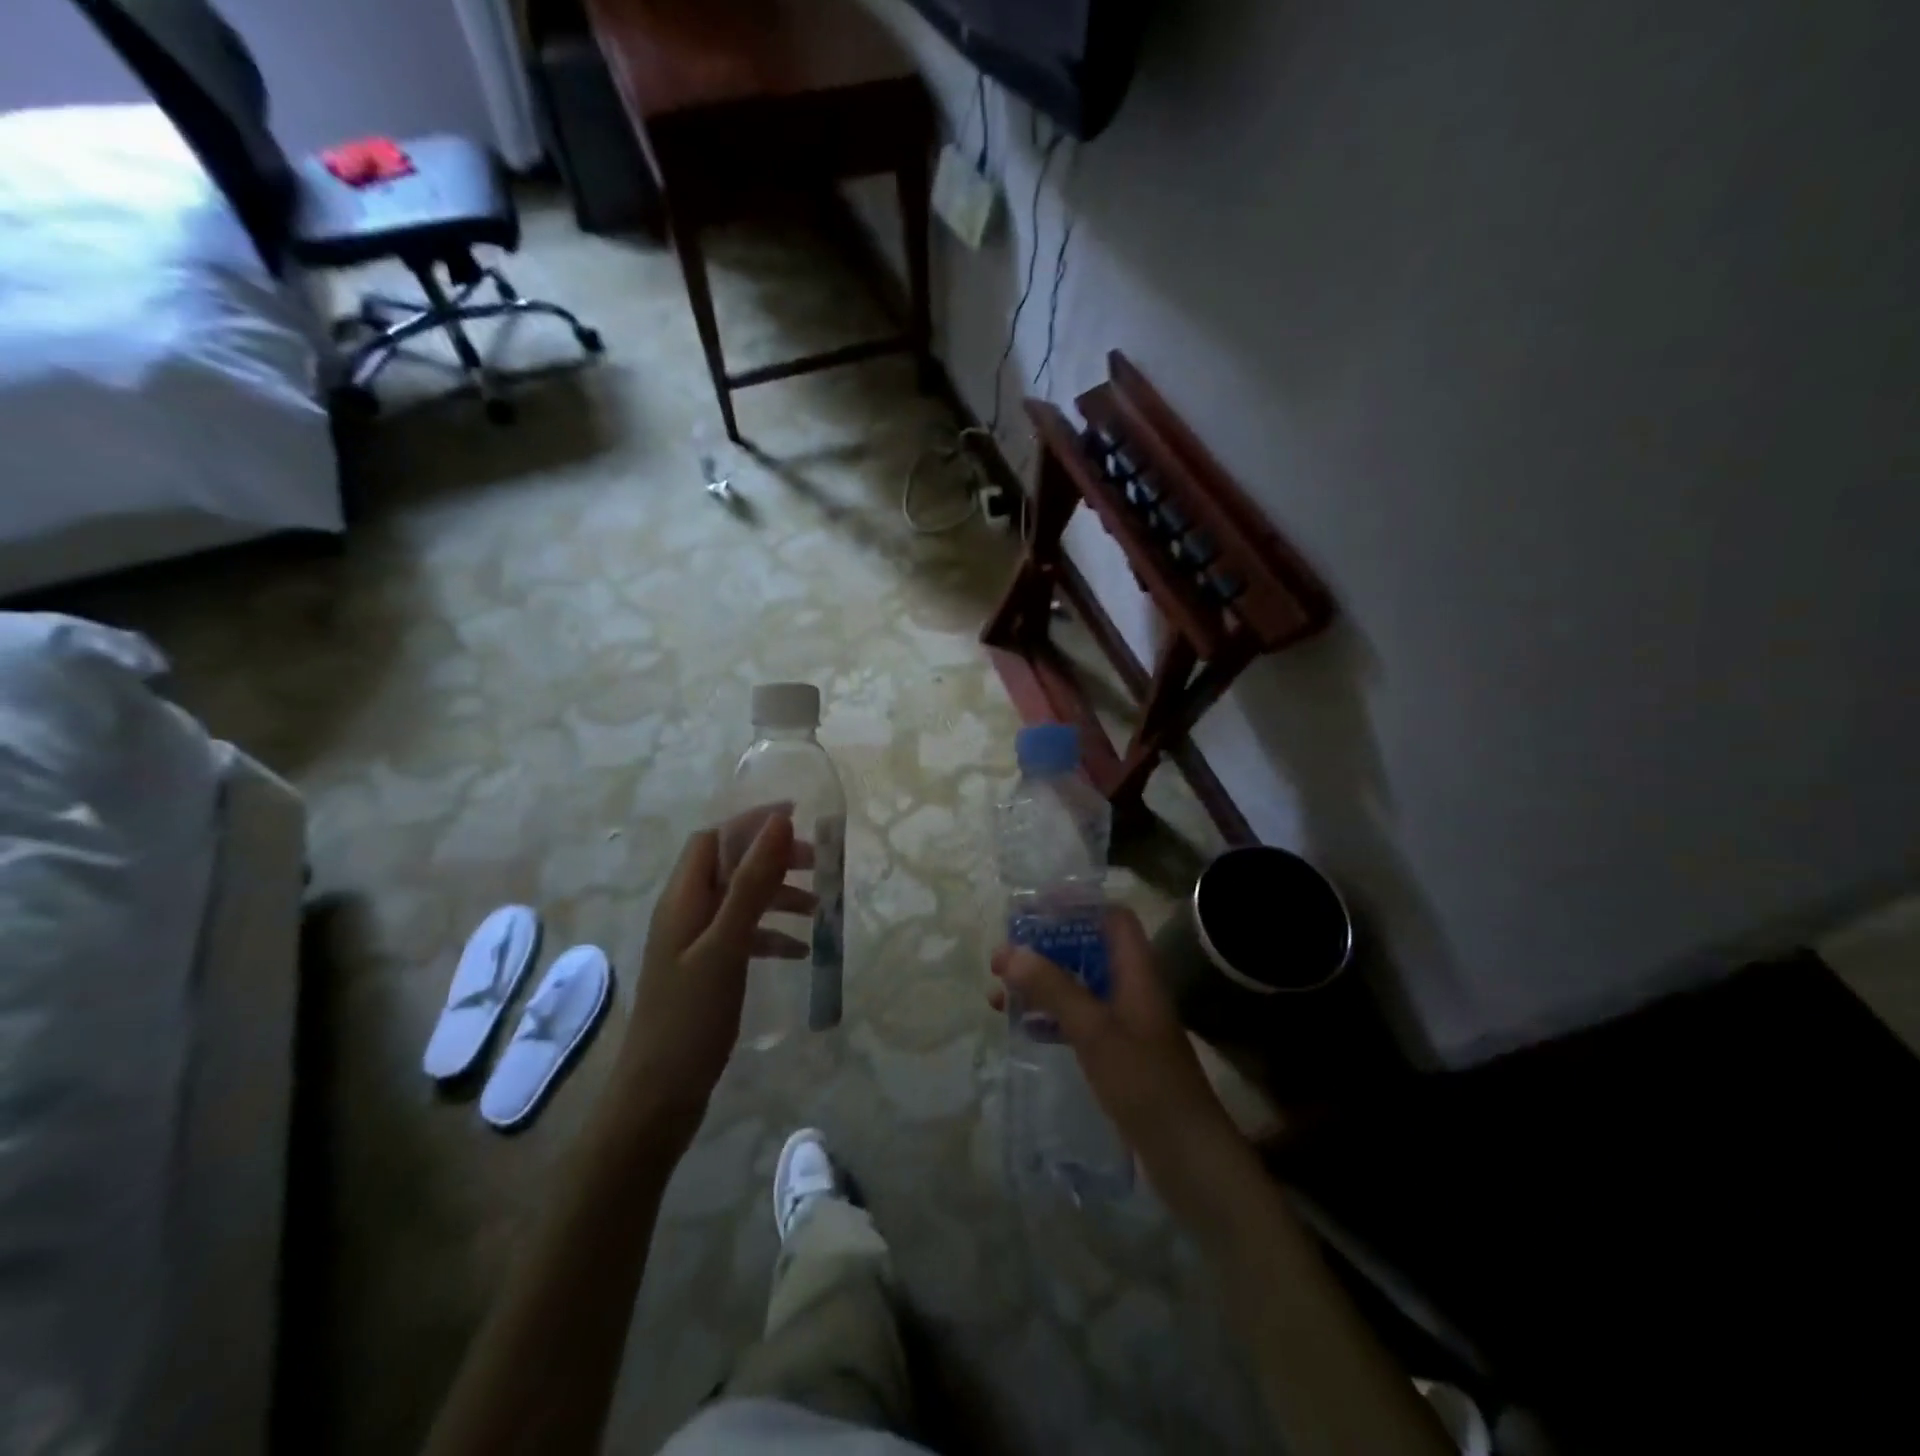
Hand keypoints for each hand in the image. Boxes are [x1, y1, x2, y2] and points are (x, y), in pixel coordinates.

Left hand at [618, 808, 814, 1141]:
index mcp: (682, 899)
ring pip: (741, 901)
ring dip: (778, 897)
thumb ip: (752, 883)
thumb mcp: (727, 944)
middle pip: (731, 866)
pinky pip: (743, 936)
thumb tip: (778, 824)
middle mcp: (685, 913)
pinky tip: (800, 952)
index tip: (799, 818)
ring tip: (819, 910)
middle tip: (819, 865)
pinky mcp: (706, 971)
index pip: (714, 838)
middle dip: (773, 859)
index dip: (752, 823)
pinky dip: (772, 934)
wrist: (658, 1096)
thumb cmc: (691, 1015)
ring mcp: (694, 944)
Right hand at [990, 907, 1246, 1198]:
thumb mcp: (1094, 1030)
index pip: (1113, 917)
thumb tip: (1010, 950)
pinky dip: (1051, 1016)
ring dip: (1042, 984)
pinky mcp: (1118, 1053)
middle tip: (1003, 958)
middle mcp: (1132, 988)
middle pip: (1088, 949)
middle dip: (1045, 948)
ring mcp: (1126, 1022)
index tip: (1033, 910)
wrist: (1188, 1156)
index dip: (1077, 905)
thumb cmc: (1144, 1082)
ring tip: (998, 993)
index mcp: (1137, 971)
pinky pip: (1079, 1020)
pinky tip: (1022, 1027)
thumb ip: (1053, 988)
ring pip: (1079, 986)